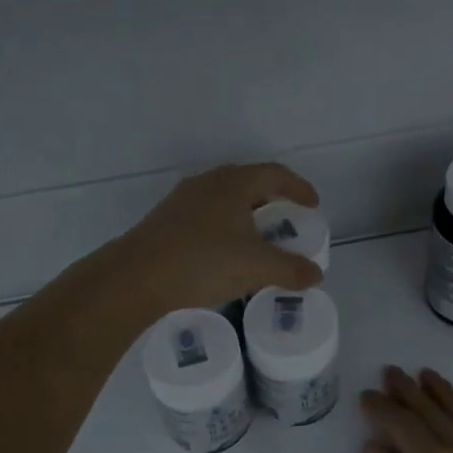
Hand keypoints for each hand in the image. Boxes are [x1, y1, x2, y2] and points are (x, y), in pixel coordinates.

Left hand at [112, 163, 322, 312]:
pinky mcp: (165, 222)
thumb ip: (290, 269)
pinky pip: (206, 218)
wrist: (136, 278)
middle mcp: (207, 184)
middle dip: (271, 201)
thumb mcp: (256, 267)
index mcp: (233, 183)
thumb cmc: (203, 261)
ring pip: (224, 201)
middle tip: (286, 221)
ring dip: (245, 216)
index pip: (274, 174)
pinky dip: (225, 229)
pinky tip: (225, 254)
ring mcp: (182, 202)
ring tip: (257, 239)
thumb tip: (316, 274)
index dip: (298, 187)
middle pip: (248, 183)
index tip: (312, 205)